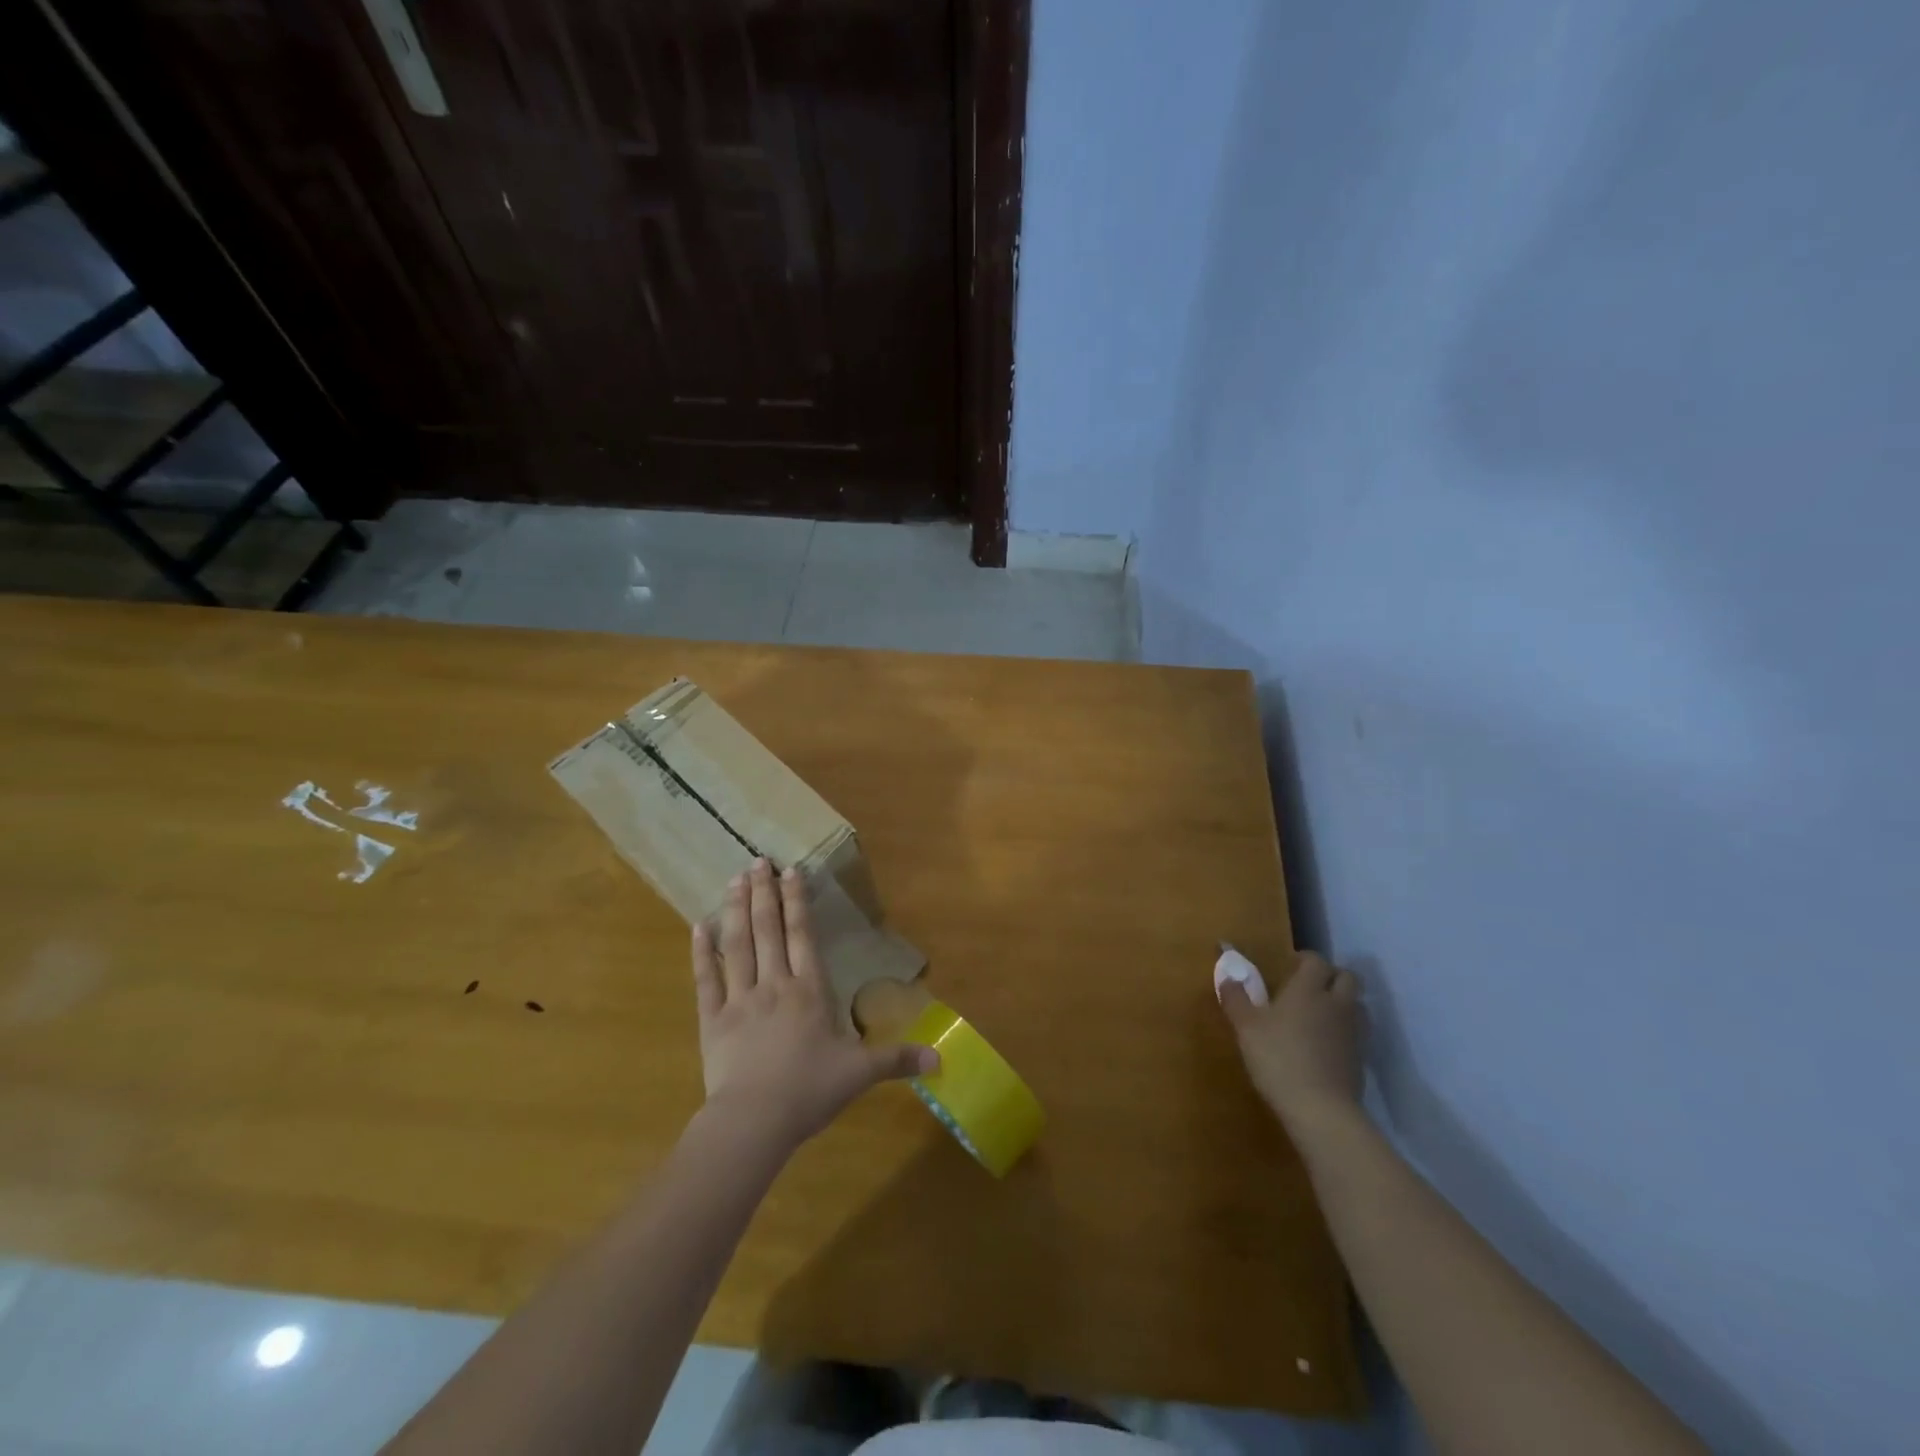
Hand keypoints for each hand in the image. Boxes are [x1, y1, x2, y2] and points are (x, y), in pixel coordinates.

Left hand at [692, 858, 935, 1150]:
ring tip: (734, 879)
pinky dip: (701, 952)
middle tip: (757, 860)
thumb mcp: (859, 1073)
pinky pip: (706, 980)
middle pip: (769, 930)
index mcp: (809, 990)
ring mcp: (739, 999)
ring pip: (737, 945)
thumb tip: (941, 1059)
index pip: (803, 935)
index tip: (790, 871)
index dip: (797, 902)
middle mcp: (774, 984)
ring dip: (736, 910)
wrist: (754, 1121)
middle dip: (764, 893)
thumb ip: (897, 1059)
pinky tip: (698, 926)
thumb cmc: (809, 1091)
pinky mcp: (712, 1020)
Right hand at [1220, 951, 1365, 1135]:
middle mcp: (1336, 1004)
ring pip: (1357, 1005)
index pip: (1316, 961)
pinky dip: (1345, 1032)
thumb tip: (1227, 975)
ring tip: (1321, 1014)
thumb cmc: (1278, 1058)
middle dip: (1331, 976)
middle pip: (1347, 977)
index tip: (1289, 964)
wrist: (1320, 1109)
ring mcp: (1353, 1032)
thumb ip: (1236, 998)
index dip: (1305, 959)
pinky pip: (1358, 1033)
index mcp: (1308, 989)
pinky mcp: (1361, 1059)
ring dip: (1343, 1003)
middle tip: (1309, 986)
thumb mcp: (1246, 1027)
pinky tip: (1327, 1045)